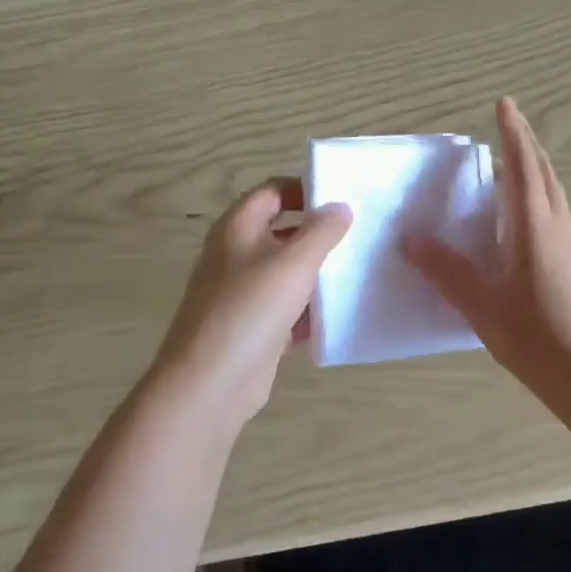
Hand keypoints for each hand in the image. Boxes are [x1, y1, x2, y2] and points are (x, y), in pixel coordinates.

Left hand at [144, 179, 351, 425]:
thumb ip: (321, 231)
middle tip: (358, 236)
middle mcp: (236, 255)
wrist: (212, 382)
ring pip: (285, 273)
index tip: (342, 199)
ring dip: (316, 274)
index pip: (272, 192)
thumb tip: (340, 206)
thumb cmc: (251, 309)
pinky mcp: (252, 328)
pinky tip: (339, 316)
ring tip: (358, 272)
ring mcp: (242, 293)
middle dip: (317, 233)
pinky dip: (308, 311)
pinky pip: (286, 310)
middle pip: (281, 232)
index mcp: (237, 228)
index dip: (304, 189)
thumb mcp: (294, 262)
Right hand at [403, 98, 570, 398]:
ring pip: (553, 191)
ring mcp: (569, 245)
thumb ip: (445, 269)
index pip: (522, 167)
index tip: (504, 103)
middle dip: (526, 142)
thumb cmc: (534, 336)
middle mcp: (556, 227)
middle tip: (508, 121)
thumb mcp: (480, 303)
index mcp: (534, 227)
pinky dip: (538, 193)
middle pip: (544, 172)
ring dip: (534, 167)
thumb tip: (410, 238)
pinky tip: (522, 213)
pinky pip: (554, 211)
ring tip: (513, 159)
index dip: (512, 134)